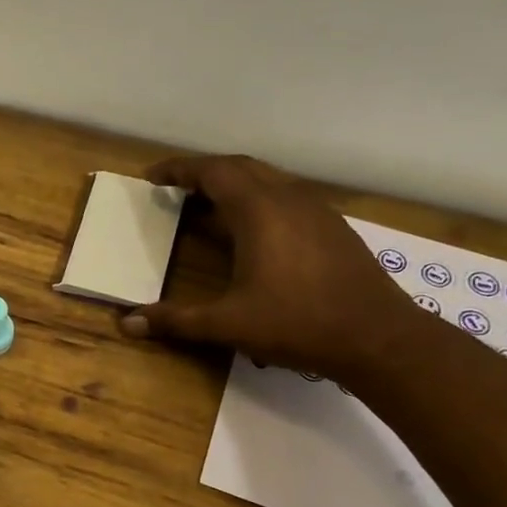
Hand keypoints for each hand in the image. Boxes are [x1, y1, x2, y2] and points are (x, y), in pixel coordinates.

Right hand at [118, 154, 413, 379]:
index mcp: (259, 211)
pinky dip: (259, 201)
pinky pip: (287, 198)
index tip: (153, 176)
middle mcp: (288, 199)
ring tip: (208, 207)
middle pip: (241, 168)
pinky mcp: (333, 228)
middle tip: (176, 188)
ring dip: (234, 185)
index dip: (179, 169)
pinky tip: (253, 233)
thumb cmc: (297, 324)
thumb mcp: (227, 324)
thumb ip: (176, 320)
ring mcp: (317, 211)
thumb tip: (127, 323)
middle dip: (205, 172)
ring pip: (268, 181)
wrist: (379, 338)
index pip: (213, 172)